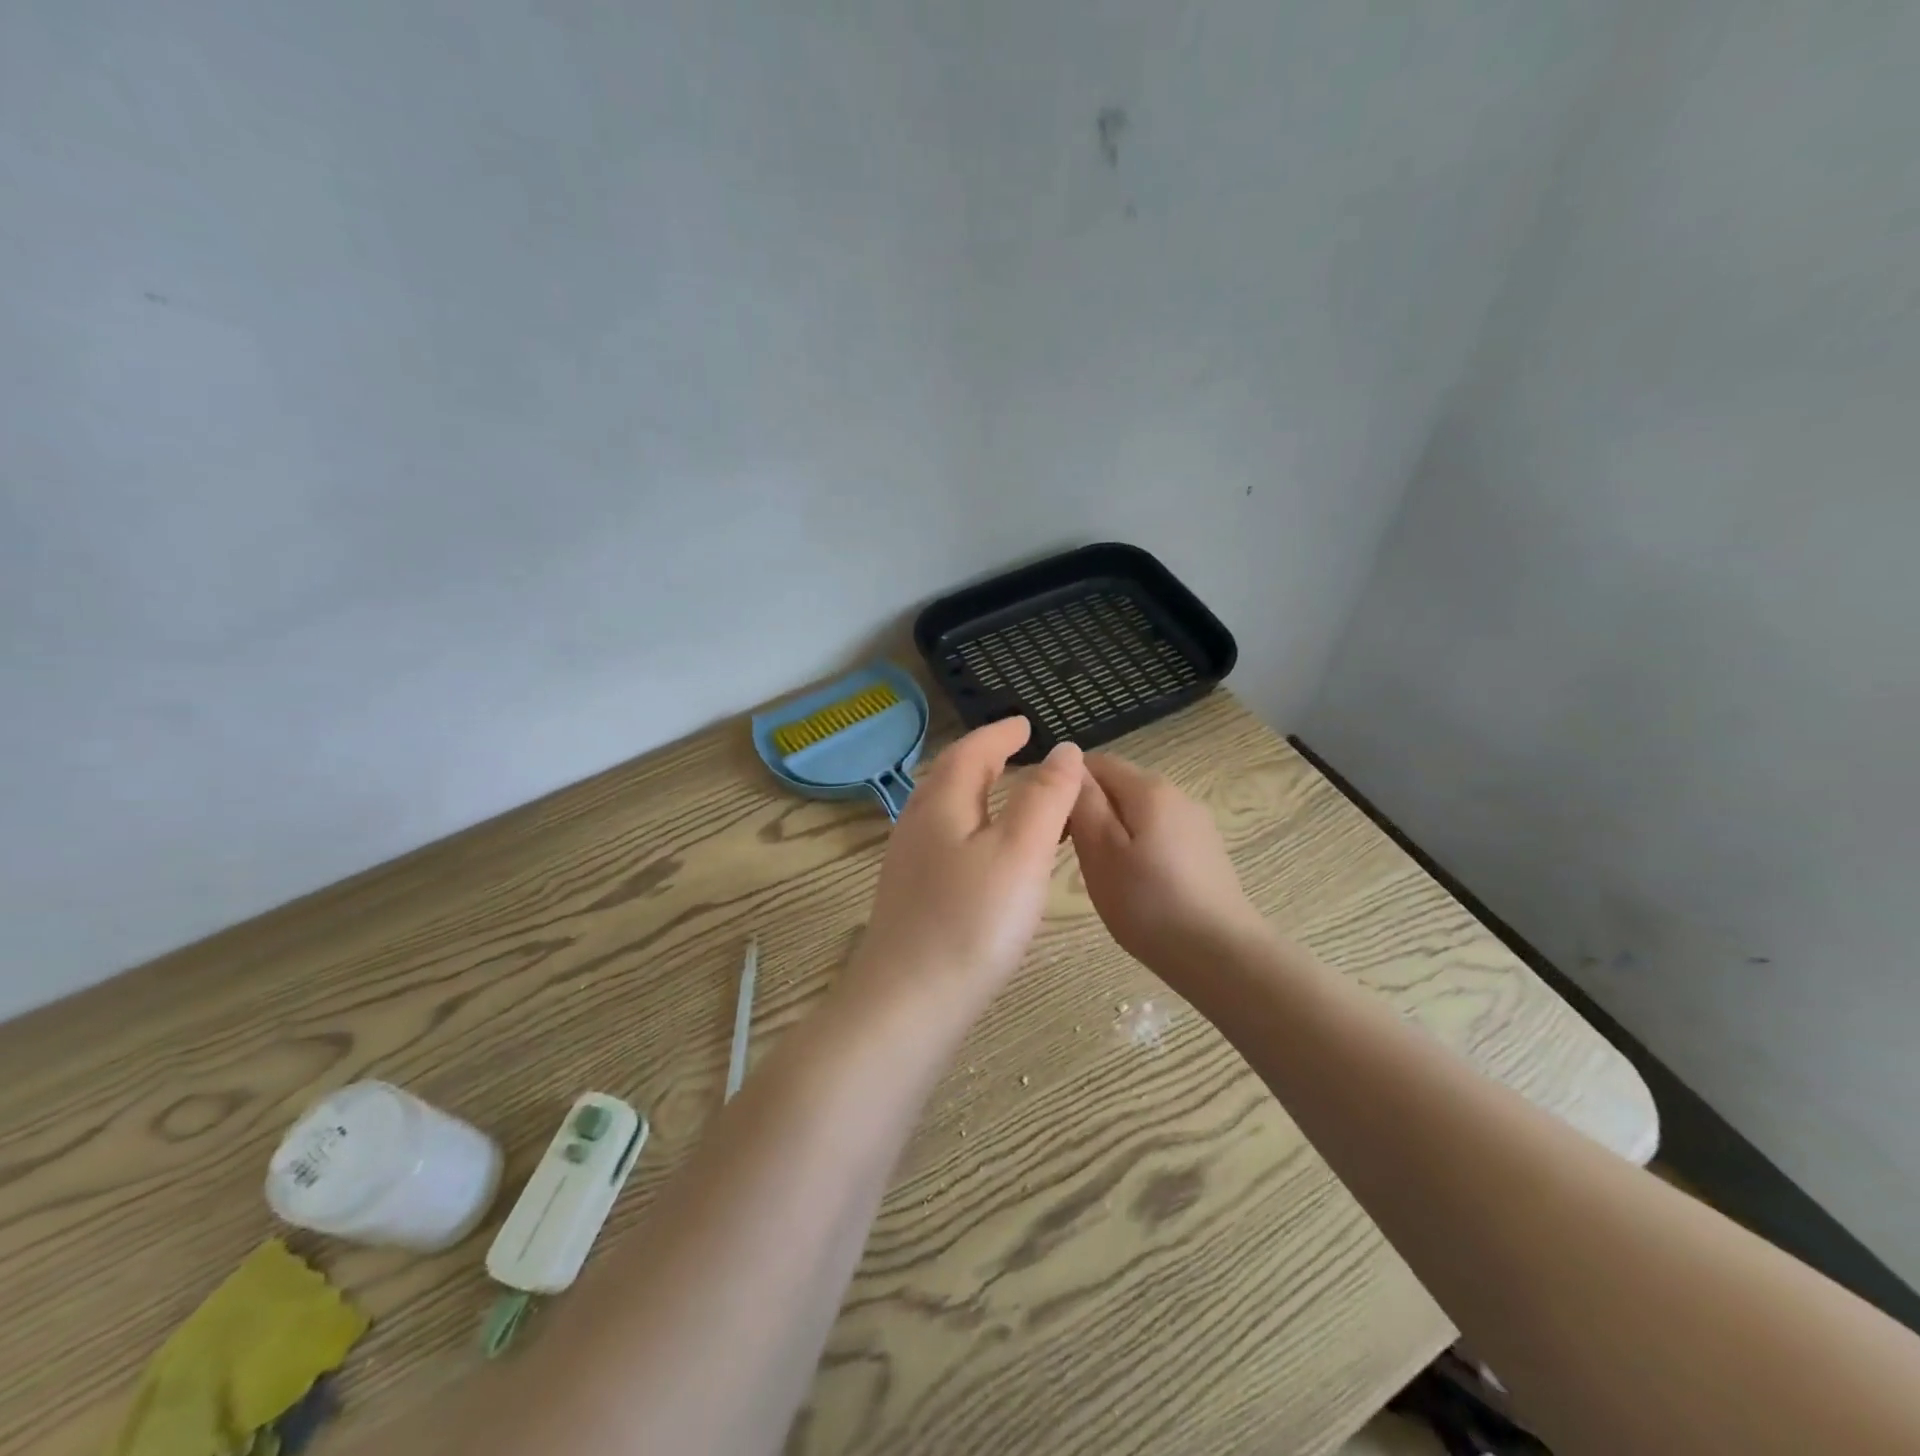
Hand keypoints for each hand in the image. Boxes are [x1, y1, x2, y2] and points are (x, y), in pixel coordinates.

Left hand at [851, 718, 1084, 1002]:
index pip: (971, 751)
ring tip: (1010, 797)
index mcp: (941, 804)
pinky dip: (974, 827)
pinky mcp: (911, 896)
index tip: (1027, 724)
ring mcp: (908, 862)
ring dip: (978, 793)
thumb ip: (1045, 798)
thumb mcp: (1020, 852)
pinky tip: (988, 854)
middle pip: (952, 776)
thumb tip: (1064, 750)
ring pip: (947, 810)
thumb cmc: (972, 922)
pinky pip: (946, 840)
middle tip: (1019, 752)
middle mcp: (917, 824)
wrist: (907, 1004)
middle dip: (986, 758)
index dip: (1001, 734)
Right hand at [1068, 753, 1267, 980]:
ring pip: (1139, 814)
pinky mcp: (1206, 852)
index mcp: (1149, 788)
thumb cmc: (1149, 904)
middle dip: (1090, 810)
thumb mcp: (1100, 852)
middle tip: (1071, 854)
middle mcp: (1177, 794)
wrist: (1222, 957)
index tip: (1051, 823)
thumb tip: (1070, 763)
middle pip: (1119, 786)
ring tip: (1102, 875)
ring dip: (1113, 833)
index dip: (1067, 785)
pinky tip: (1137, 887)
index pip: (1097, 762)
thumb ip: (1084, 803)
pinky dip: (1138, 850)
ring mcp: (1196, 824)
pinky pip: (1159, 836)